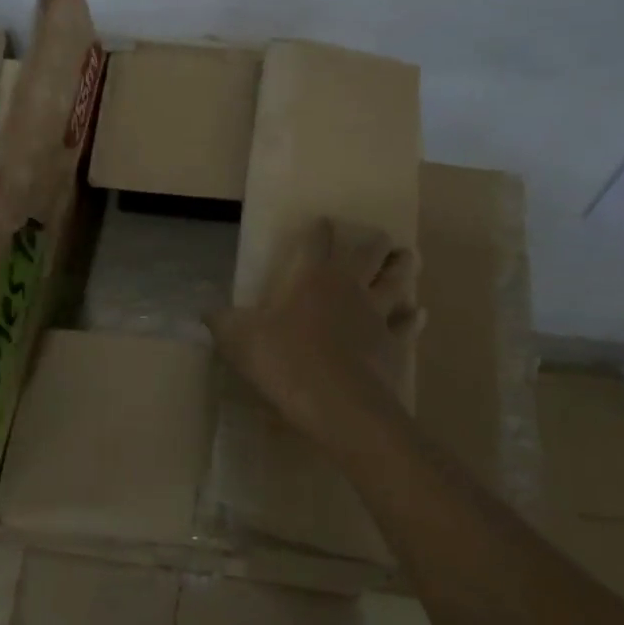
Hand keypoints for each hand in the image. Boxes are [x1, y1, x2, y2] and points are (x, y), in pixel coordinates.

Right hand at [206, 217, 420, 449]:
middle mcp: (348, 287)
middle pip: (368, 254)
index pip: (318, 242)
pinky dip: (414, 318)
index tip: (324, 221)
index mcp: (312, 278)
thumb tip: (204, 311)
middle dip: (374, 242)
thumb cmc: (285, 361)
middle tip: (380, 236)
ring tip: (409, 256)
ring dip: (403, 267)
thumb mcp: (239, 340)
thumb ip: (222, 322)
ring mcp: (376, 316)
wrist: (337, 404)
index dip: (320, 230)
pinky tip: (419, 312)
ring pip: (396, 282)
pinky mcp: (394, 346)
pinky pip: (408, 326)